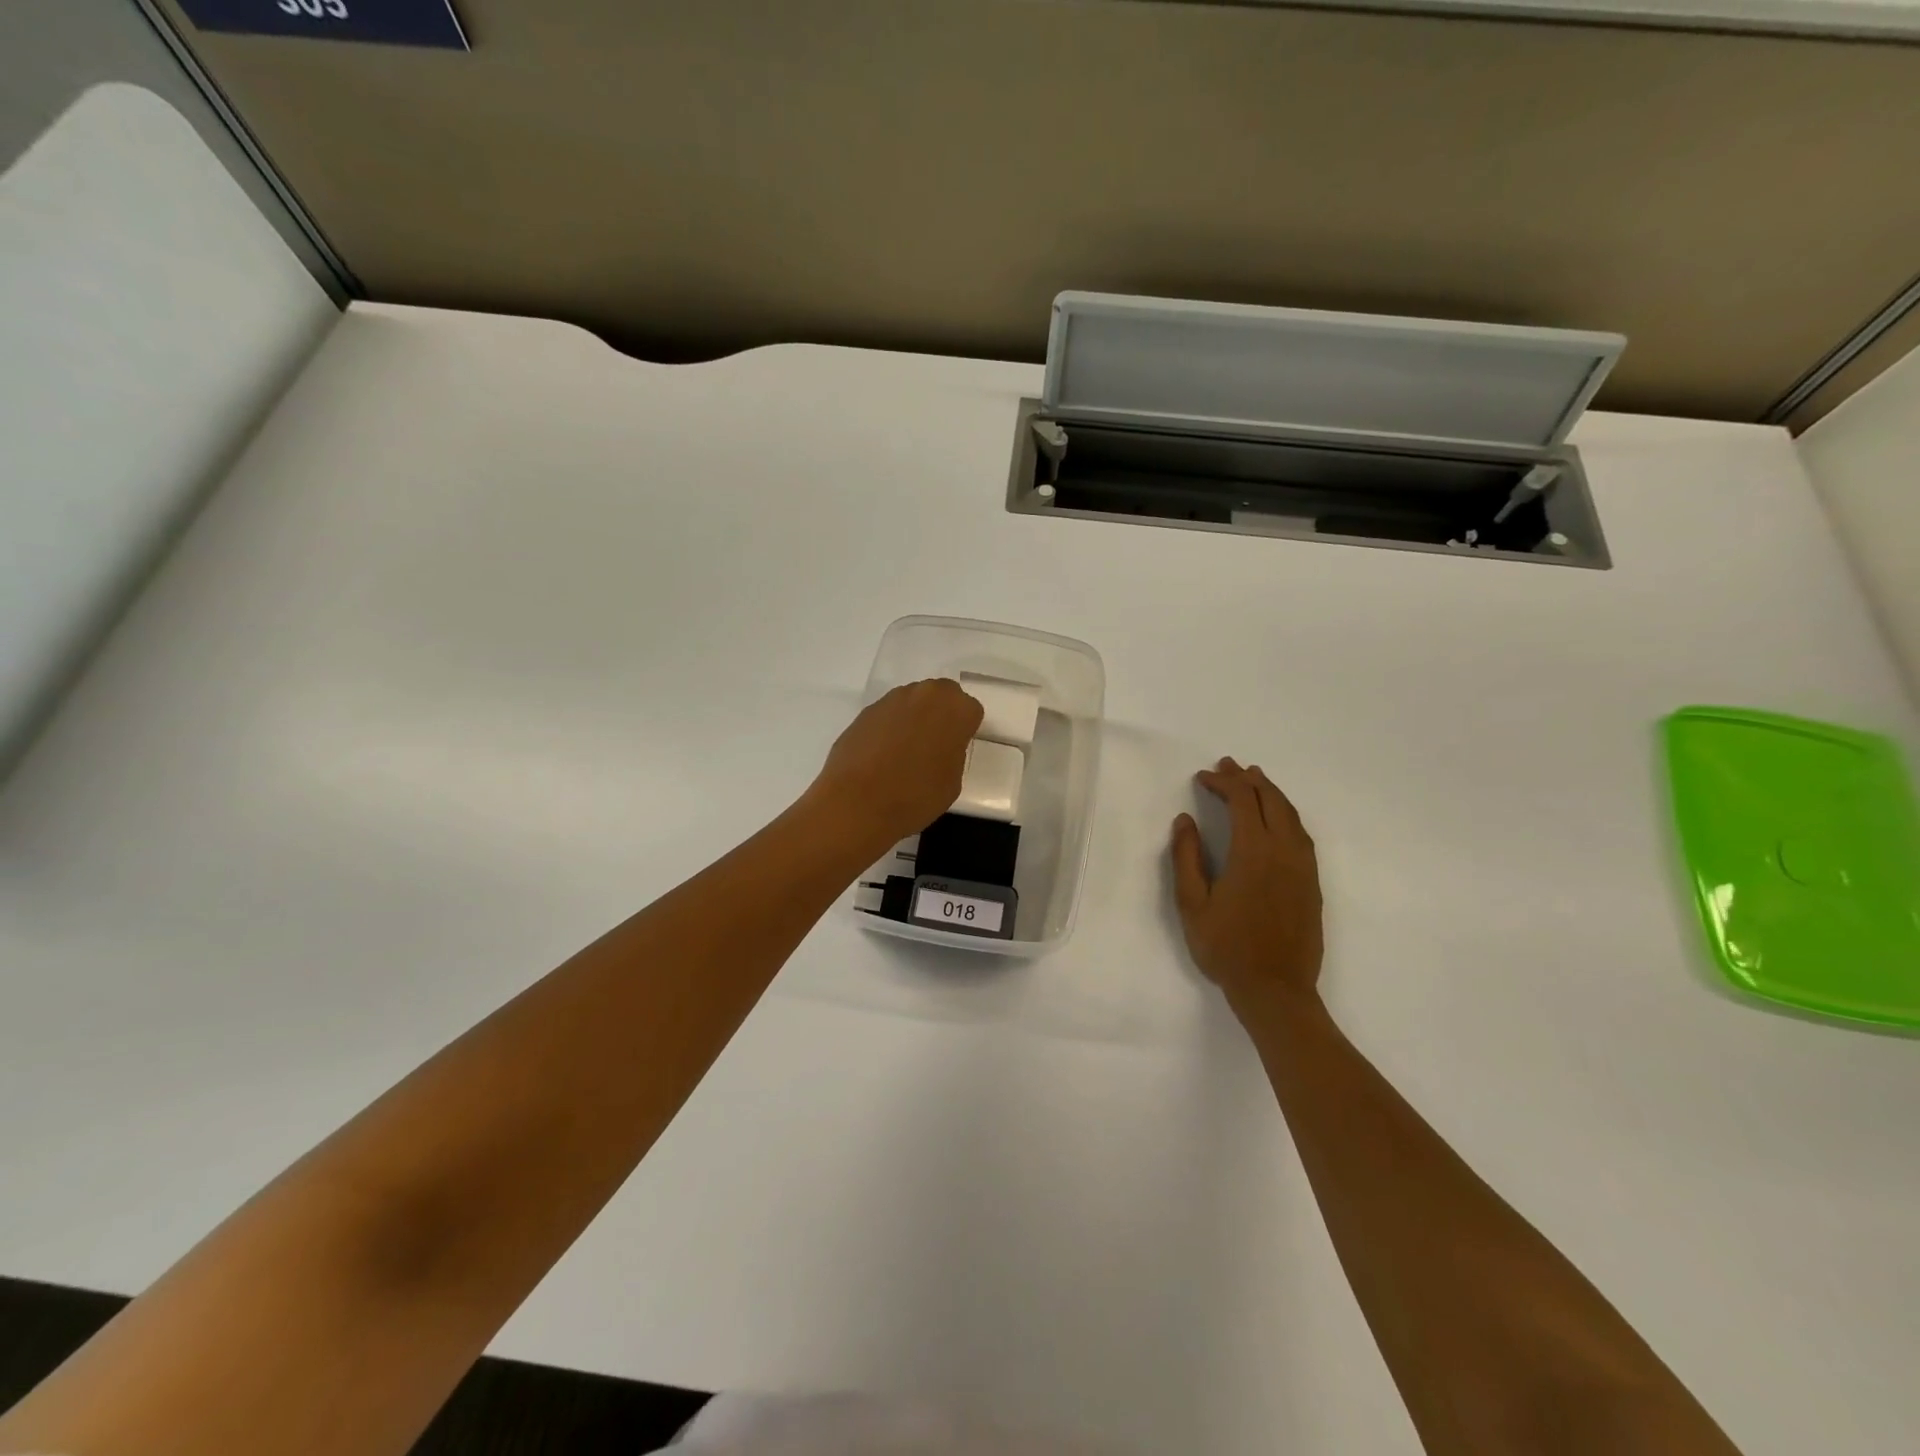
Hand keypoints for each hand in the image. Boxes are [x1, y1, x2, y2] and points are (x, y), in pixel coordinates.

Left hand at [809, 679, 983, 852]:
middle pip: (941, 696)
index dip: (964, 731)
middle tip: (934, 747)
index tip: (955, 751)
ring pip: (912, 702)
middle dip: (940, 716)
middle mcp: (924, 694)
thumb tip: (940, 747)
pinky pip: (887, 716)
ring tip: (904, 754)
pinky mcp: (865, 712)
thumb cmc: (916, 796)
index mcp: (954, 709)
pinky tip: (881, 757)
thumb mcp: (952, 781)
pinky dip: (889, 729)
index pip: (970, 711)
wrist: (857, 803)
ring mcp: (891, 700)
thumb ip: (953, 753)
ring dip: (914, 720)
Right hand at [1170, 758, 1323, 1009]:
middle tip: (1228, 765)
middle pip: (1270, 800)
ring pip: (1291, 814)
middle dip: (1248, 778)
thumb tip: (1185, 821)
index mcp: (1253, 851)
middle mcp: (1284, 850)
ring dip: (1270, 792)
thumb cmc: (1226, 947)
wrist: (1276, 989)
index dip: (1222, 782)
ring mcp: (1303, 866)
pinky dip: (1286, 814)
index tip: (1202, 777)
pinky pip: (1301, 833)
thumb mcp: (1192, 904)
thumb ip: (1187, 857)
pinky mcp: (1312, 882)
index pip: (1242, 800)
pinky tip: (1276, 818)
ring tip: (1254, 780)